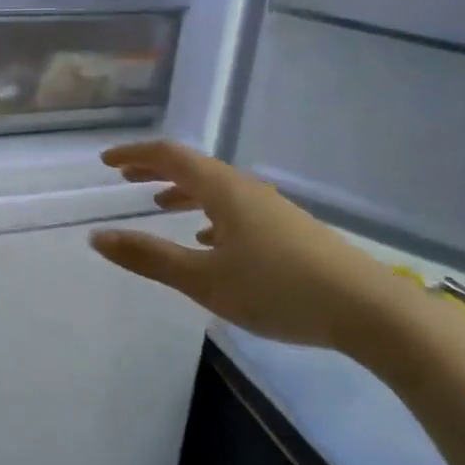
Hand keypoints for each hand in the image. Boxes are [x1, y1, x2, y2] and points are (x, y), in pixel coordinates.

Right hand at [87, 140, 409, 351]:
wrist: (367, 309)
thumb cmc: (278, 290)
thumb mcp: (204, 280)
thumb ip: (149, 257)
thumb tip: (97, 237)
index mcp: (223, 189)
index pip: (170, 156)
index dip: (135, 155)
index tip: (106, 162)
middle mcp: (245, 189)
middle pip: (193, 167)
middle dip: (156, 170)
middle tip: (125, 179)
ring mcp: (270, 209)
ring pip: (215, 189)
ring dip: (182, 192)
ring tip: (159, 206)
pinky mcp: (287, 230)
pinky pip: (235, 209)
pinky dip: (209, 214)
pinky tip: (208, 241)